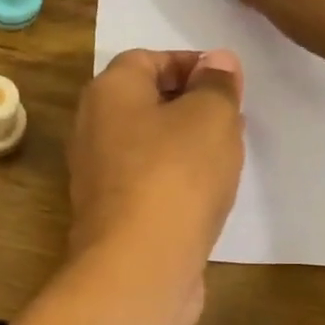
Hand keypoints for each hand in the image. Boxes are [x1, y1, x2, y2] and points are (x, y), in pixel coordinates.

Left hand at [66, 49, 245, 324]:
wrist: (138, 266)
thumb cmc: (176, 175)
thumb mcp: (211, 116)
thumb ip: (216, 84)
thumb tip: (215, 62)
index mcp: (108, 92)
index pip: (146, 59)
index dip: (190, 64)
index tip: (228, 82)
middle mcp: (92, 129)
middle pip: (144, 102)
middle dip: (190, 104)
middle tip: (232, 117)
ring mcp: (97, 175)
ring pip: (147, 144)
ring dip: (185, 144)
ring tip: (226, 154)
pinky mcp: (111, 214)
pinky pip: (147, 181)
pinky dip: (174, 179)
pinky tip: (205, 193)